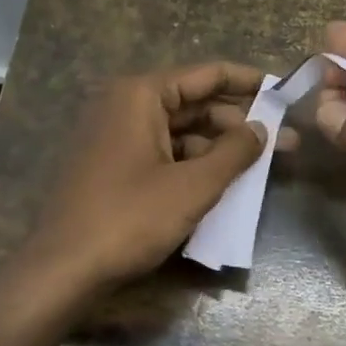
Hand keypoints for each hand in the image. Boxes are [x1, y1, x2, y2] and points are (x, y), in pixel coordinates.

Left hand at [21, 62, 276, 295]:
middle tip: (283, 140)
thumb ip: (234, 152)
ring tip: (260, 166)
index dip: (248, 82)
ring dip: (218, 146)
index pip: (206, 75)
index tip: (283, 92)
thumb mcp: (192, 186)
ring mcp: (115, 136)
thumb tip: (262, 128)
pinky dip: (193, 163)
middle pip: (194, 103)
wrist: (62, 270)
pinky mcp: (112, 166)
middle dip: (238, 122)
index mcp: (140, 95)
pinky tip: (221, 183)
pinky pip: (162, 153)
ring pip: (179, 131)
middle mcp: (125, 105)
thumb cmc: (129, 219)